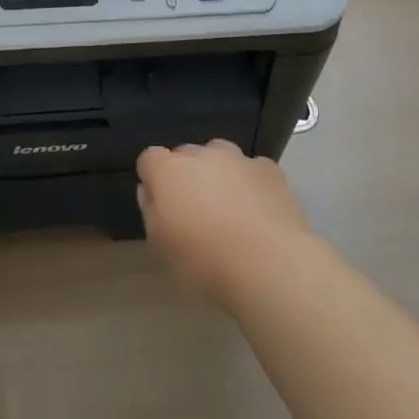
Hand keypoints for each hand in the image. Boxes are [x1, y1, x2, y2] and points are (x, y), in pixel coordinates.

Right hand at [136, 140, 313, 306]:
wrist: (269, 264)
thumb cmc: (205, 261)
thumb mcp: (161, 247)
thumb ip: (151, 211)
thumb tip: (151, 191)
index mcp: (169, 171)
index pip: (149, 158)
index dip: (152, 178)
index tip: (161, 204)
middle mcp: (201, 154)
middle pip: (185, 155)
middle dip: (186, 175)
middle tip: (195, 211)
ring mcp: (238, 158)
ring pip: (220, 156)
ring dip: (218, 173)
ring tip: (229, 209)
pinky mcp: (268, 169)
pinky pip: (252, 169)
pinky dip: (250, 183)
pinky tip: (258, 211)